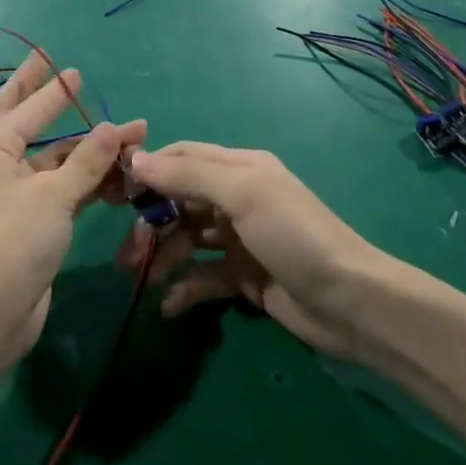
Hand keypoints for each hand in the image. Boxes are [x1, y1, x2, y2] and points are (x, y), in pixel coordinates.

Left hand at [0, 51, 145, 352]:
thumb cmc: (16, 243)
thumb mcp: (55, 196)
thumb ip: (87, 159)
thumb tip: (113, 127)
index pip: (28, 108)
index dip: (53, 89)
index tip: (72, 68)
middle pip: (23, 120)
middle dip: (41, 95)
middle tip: (54, 66)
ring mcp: (12, 192)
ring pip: (53, 159)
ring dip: (88, 149)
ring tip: (130, 135)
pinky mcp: (29, 218)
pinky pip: (60, 186)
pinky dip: (86, 179)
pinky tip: (118, 175)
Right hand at [116, 143, 385, 361]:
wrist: (350, 302)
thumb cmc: (294, 235)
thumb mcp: (243, 194)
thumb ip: (189, 175)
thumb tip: (136, 160)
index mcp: (239, 169)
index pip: (183, 158)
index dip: (149, 171)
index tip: (115, 193)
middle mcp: (236, 199)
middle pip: (179, 202)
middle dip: (151, 224)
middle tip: (127, 254)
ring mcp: (240, 240)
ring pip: (187, 240)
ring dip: (163, 256)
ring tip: (143, 280)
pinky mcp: (244, 278)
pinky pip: (204, 277)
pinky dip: (185, 288)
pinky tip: (169, 306)